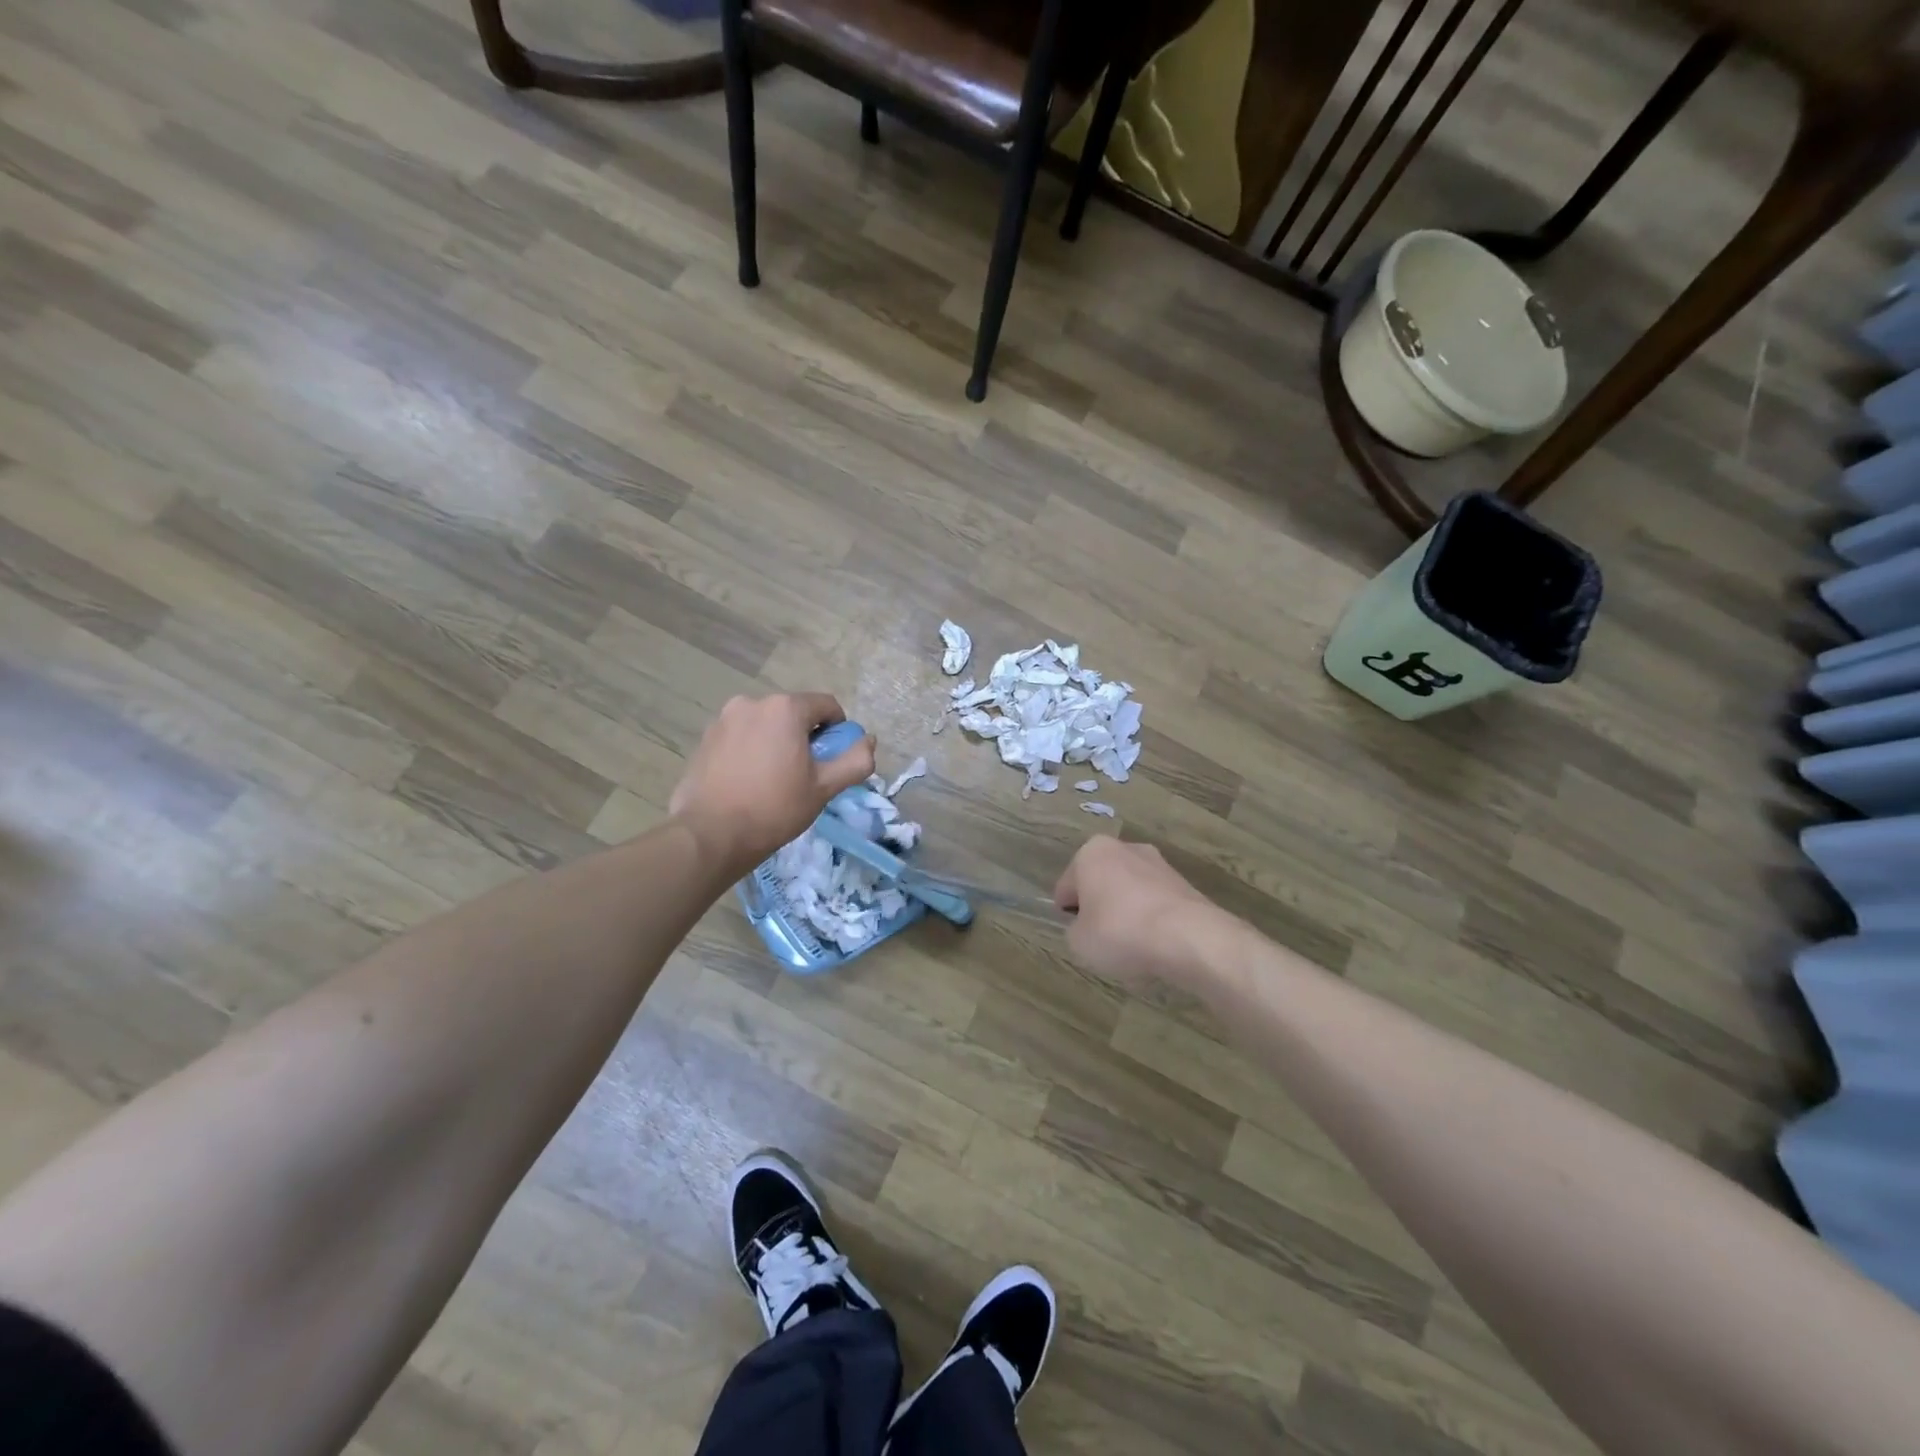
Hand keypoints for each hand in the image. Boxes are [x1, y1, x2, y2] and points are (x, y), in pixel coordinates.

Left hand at [670, 693, 875, 876]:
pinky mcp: (705, 738)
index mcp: (785, 708)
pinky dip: (751, 750)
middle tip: (804, 774)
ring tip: (772, 780)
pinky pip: (741, 736)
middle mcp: (753, 702)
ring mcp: (724, 719)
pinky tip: (748, 781)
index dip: (837, 731)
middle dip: (804, 736)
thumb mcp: (824, 788)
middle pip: (793, 713)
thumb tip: (868, 741)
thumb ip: (855, 761)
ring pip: (766, 725)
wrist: (711, 834)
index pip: (826, 705)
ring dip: (776, 742)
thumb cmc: (775, 808)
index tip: (831, 760)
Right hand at [1053, 836, 1221, 991]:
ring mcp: (1159, 864)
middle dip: (1100, 908)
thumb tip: (1087, 927)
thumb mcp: (1078, 942)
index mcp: (1091, 852)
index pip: (1067, 885)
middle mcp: (1125, 848)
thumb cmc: (1120, 931)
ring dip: (1127, 914)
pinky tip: (1156, 946)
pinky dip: (1152, 922)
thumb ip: (1076, 930)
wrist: (1189, 937)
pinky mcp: (1184, 884)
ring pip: (1130, 893)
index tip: (1078, 935)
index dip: (1068, 913)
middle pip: (1101, 883)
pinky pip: (1156, 905)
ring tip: (1133, 949)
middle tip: (1102, 941)